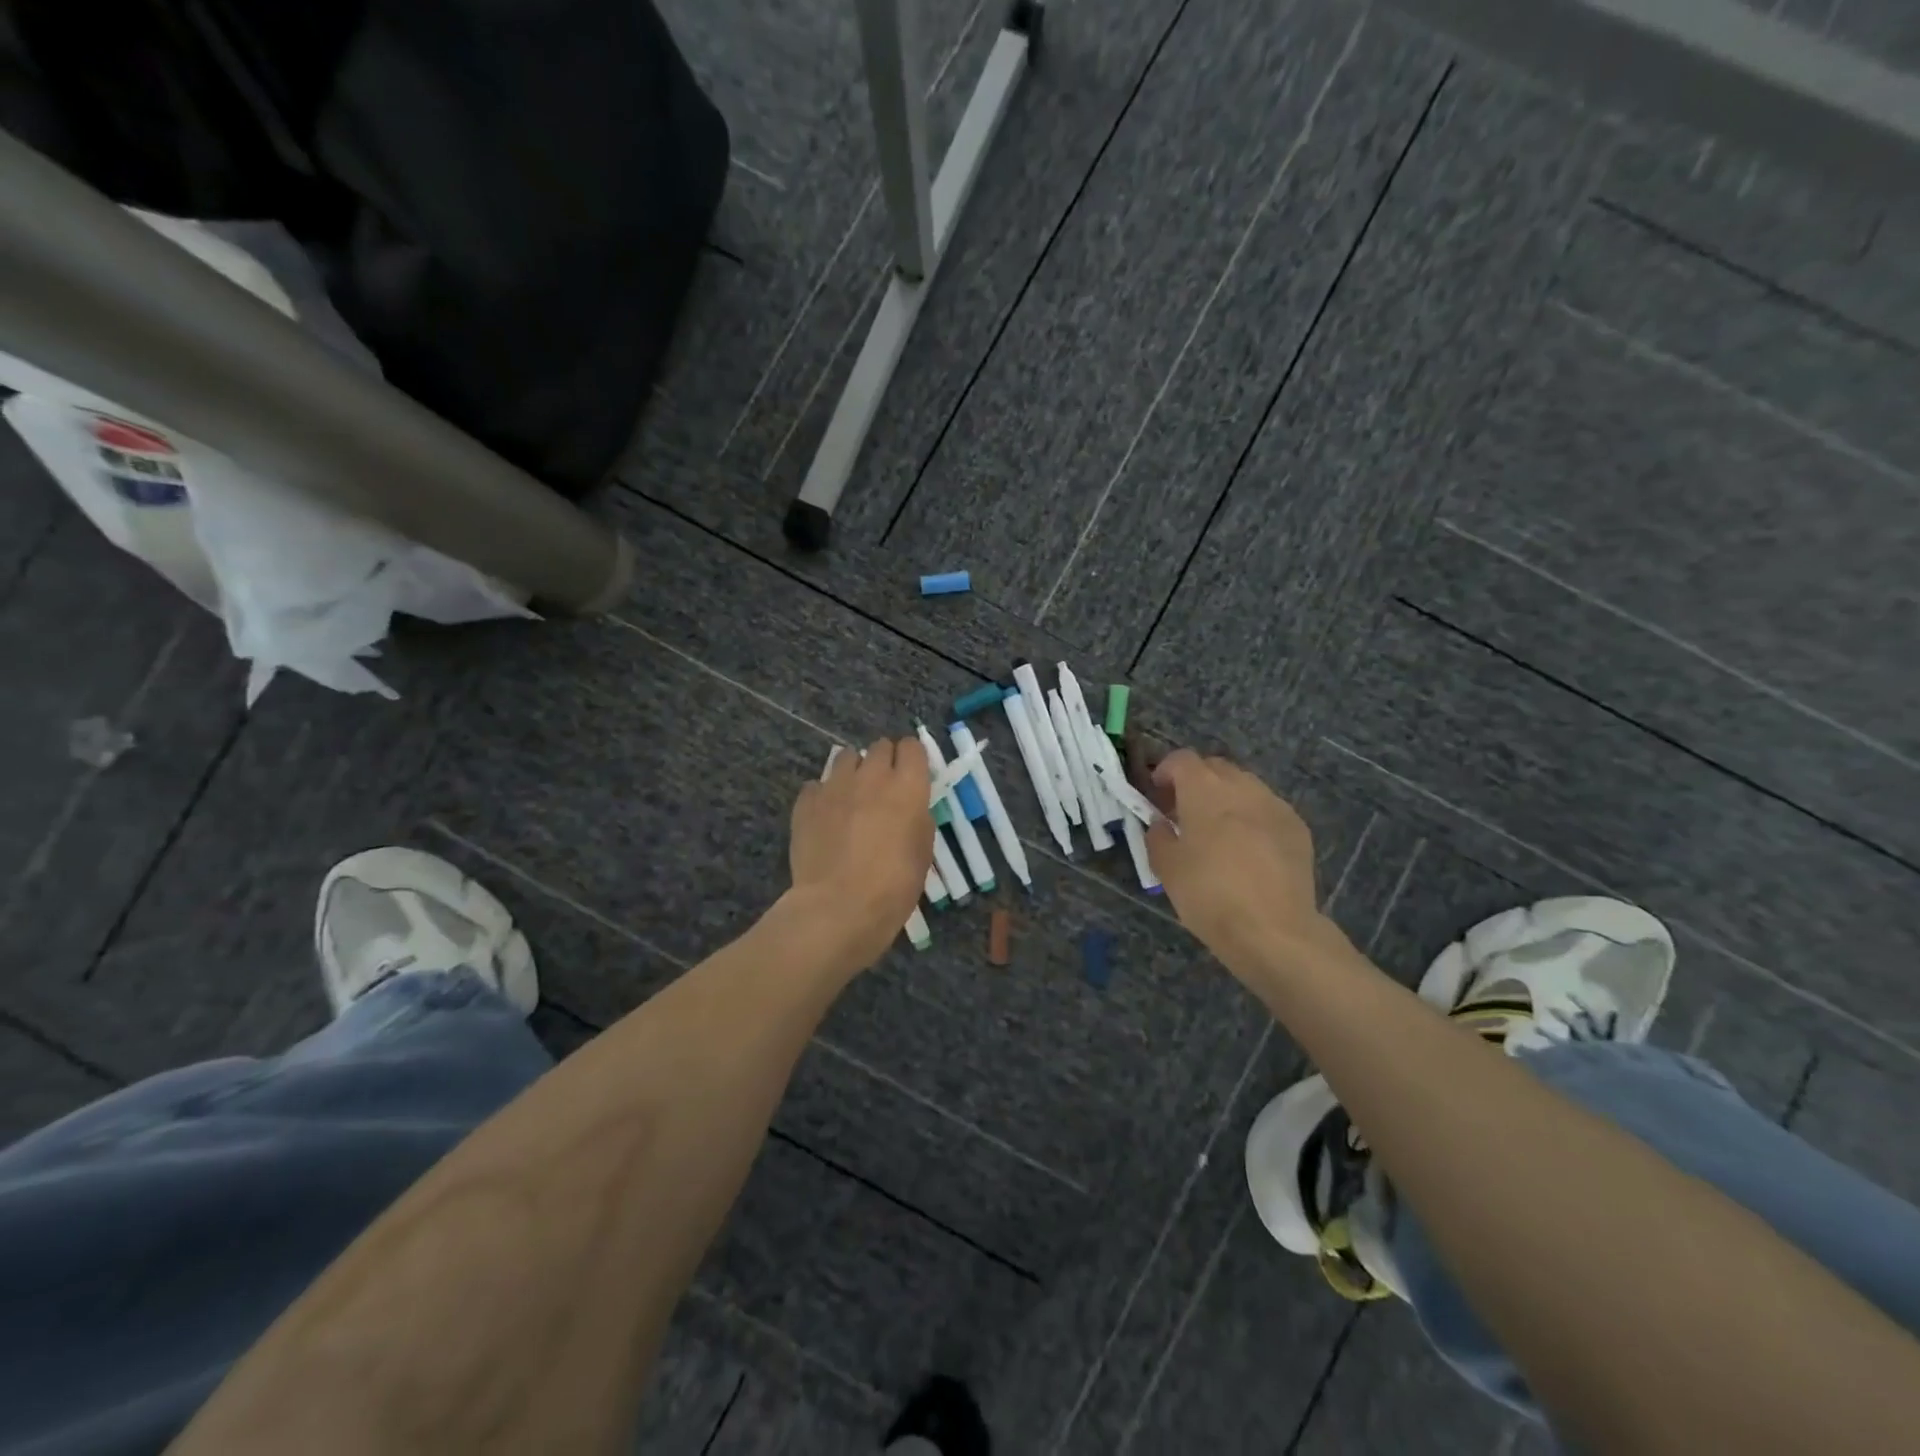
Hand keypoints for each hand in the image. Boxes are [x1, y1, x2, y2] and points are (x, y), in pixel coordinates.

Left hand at [786, 736, 934, 970]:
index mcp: (907, 787)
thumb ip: (917, 819)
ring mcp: (835, 786)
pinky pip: (817, 785)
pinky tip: (825, 816)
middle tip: (884, 789)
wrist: (838, 907)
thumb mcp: (922, 853)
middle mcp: (872, 776)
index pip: (912, 747)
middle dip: (884, 761)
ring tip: (853, 797)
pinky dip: (824, 794)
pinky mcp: (806, 802)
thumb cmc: (893, 887)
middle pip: (879, 747)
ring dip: (853, 771)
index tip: (913, 776)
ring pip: (846, 757)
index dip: (912, 759)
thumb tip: (909, 808)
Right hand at [1144, 749, 1324, 970]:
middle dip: (1196, 782)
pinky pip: (1267, 809)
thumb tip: (1162, 824)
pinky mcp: (1297, 828)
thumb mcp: (1166, 867)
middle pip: (1215, 767)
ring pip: (1244, 786)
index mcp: (1205, 791)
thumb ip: (1158, 836)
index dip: (1165, 772)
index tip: (1157, 796)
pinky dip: (1251, 817)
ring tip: (1218, 833)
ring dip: (1225, 798)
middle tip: (1184, 814)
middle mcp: (1242, 787)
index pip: (1182, 759)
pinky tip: (1248, 851)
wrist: (1273, 931)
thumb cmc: (1209, 895)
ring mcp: (1275, 805)